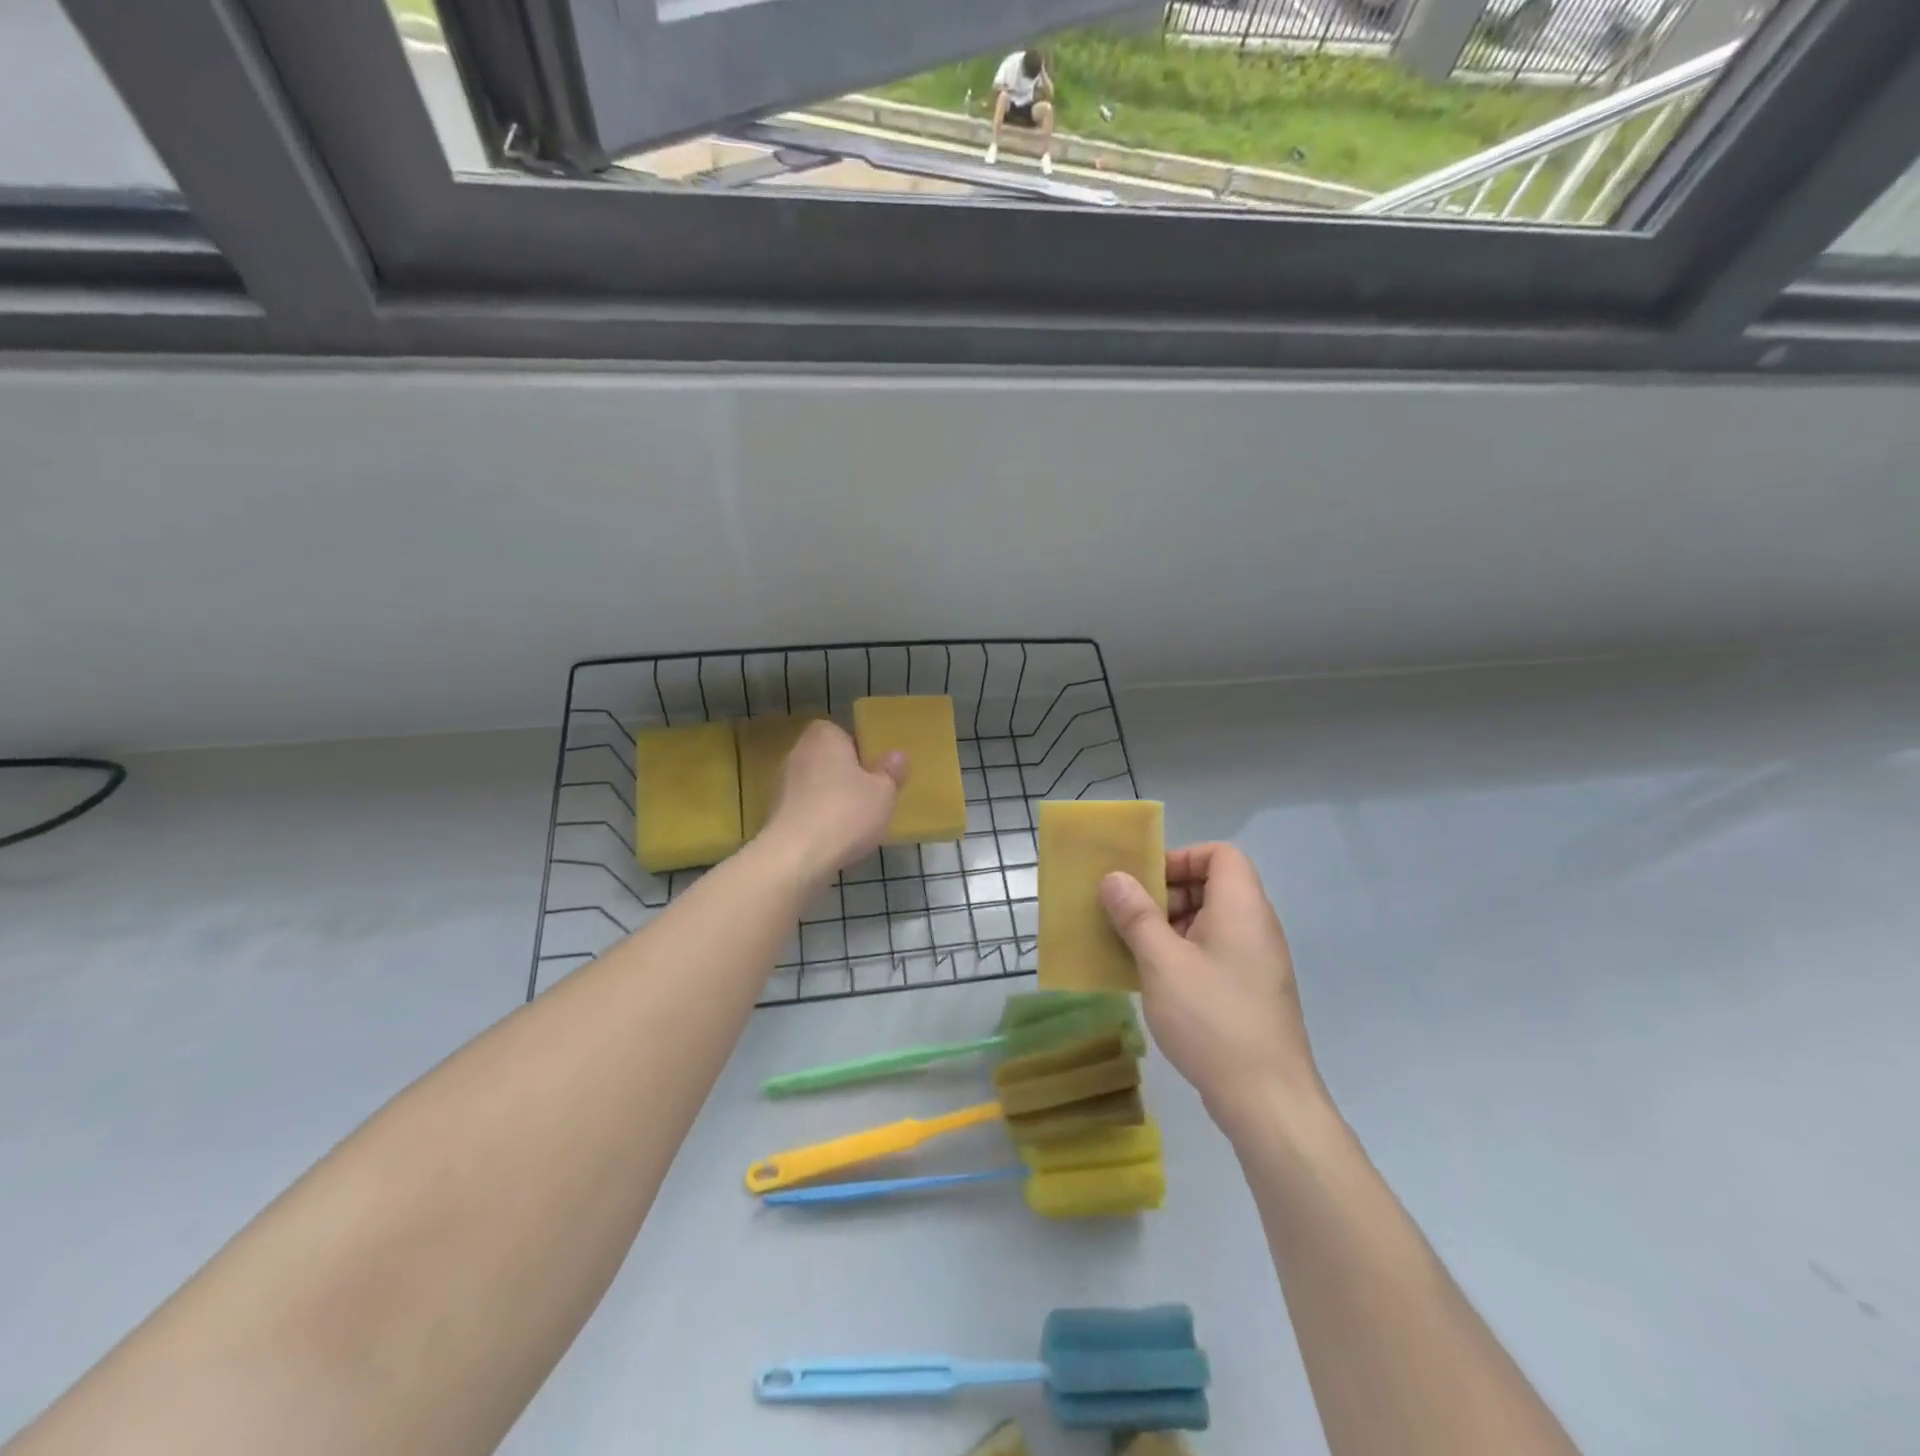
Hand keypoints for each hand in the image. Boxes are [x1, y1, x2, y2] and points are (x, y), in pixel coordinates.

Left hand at [760, 720, 905, 882]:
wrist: (797, 856)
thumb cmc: (846, 812)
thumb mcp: (884, 792)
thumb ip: (891, 772)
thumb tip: (896, 756)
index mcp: (824, 736)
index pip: (843, 734)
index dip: (861, 752)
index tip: (875, 774)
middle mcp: (798, 752)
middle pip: (829, 760)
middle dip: (846, 776)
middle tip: (870, 798)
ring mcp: (783, 784)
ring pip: (817, 785)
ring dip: (832, 799)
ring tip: (855, 823)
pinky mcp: (776, 813)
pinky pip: (806, 809)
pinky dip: (819, 818)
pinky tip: (835, 838)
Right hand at [1101, 843, 1326, 1138]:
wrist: (1267, 1100)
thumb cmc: (1212, 1019)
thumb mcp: (1162, 962)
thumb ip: (1136, 915)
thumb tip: (1114, 878)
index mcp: (1241, 907)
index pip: (1220, 853)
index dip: (1181, 857)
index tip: (1145, 882)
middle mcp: (1255, 926)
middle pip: (1213, 885)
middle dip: (1167, 894)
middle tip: (1130, 916)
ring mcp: (1256, 961)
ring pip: (1210, 922)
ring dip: (1170, 926)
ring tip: (1134, 949)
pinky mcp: (1251, 991)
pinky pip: (1214, 952)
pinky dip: (1183, 954)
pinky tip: (1155, 981)